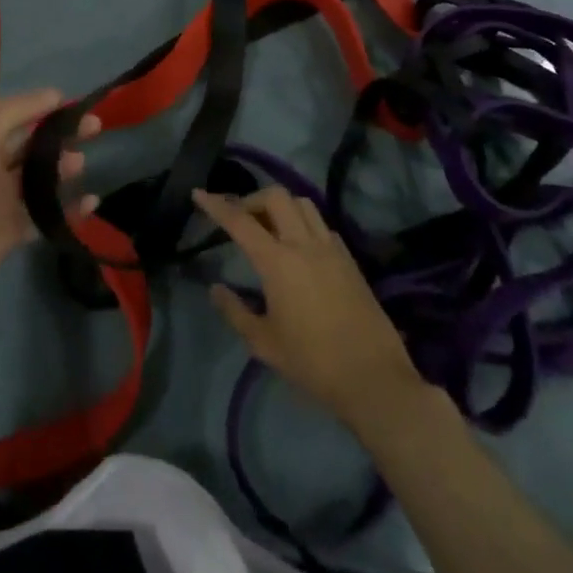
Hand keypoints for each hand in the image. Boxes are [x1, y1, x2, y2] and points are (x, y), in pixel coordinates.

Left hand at [0, 89, 99, 299]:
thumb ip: (20, 112)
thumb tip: (55, 94)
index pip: (12, 115)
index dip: (39, 106)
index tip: (70, 103)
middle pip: (32, 147)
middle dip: (60, 136)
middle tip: (93, 128)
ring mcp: (2, 200)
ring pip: (40, 180)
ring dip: (62, 170)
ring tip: (80, 164)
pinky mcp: (12, 231)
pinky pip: (46, 216)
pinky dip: (69, 210)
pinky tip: (90, 202)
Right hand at [194, 186, 424, 436]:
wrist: (373, 378)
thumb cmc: (312, 363)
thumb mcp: (264, 343)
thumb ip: (235, 311)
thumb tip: (216, 289)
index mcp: (277, 261)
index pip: (239, 221)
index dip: (216, 205)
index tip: (199, 193)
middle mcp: (304, 244)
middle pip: (276, 197)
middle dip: (252, 199)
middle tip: (240, 219)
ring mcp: (331, 248)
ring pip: (303, 203)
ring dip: (281, 206)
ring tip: (269, 227)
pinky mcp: (350, 259)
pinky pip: (322, 225)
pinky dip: (304, 224)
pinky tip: (299, 247)